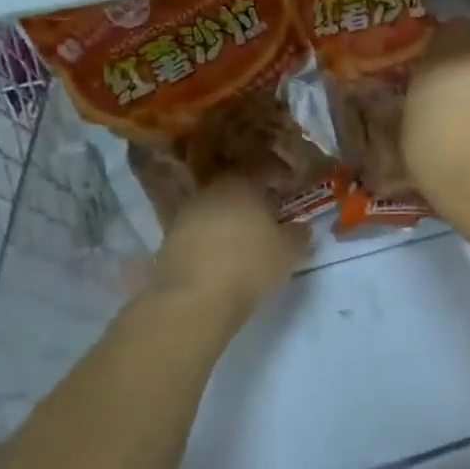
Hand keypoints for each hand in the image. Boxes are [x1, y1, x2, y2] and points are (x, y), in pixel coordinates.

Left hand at [147, 174, 307, 316]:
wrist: (193, 299)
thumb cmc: (250, 265)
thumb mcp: (290, 250)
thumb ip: (299, 233)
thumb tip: (300, 226)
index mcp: (243, 184)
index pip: (265, 168)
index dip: (281, 175)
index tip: (292, 186)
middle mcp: (211, 191)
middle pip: (237, 185)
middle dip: (254, 196)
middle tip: (271, 212)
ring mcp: (186, 214)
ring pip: (216, 206)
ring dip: (231, 216)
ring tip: (247, 235)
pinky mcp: (169, 239)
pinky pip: (200, 229)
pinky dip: (214, 235)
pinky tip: (225, 252)